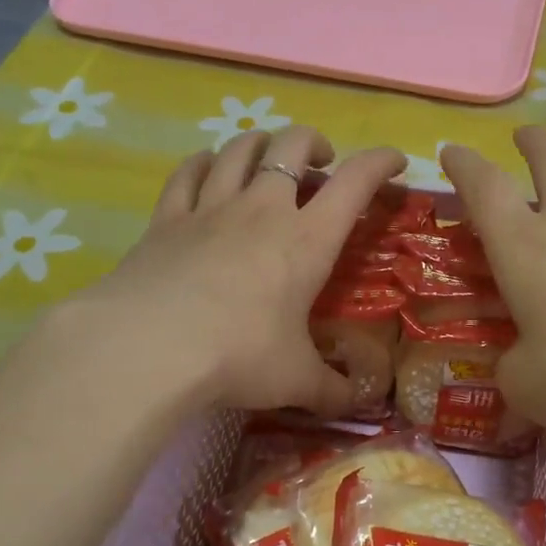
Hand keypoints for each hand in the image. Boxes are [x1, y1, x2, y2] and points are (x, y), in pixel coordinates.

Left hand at [84, 126, 405, 416]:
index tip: (396, 161)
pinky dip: (205, 162)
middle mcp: (262, 209)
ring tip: (269, 155)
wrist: (148, 347)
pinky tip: (208, 167)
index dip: (381, 162)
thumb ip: (332, 390)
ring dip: (262, 142)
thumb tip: (358, 402)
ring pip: (240, 148)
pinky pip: (189, 172)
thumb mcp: (296, 380)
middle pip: (293, 145)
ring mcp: (210, 208)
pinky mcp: (166, 218)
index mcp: (307, 240)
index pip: (356, 182)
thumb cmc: (239, 356)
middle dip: (315, 144)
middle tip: (322, 163)